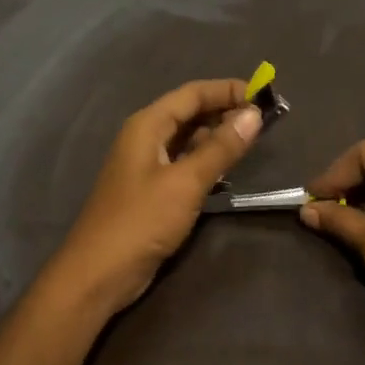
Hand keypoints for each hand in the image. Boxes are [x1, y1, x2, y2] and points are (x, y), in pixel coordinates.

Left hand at [43, 78, 262, 315]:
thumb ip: (221, 148)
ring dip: (218, 137)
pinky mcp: (152, 191)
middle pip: (190, 113)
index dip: (228, 90)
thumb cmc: (141, 221)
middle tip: (265, 120)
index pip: (193, 94)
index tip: (264, 95)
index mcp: (147, 126)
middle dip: (226, 112)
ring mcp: (147, 165)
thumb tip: (253, 114)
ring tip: (253, 141)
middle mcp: (145, 138)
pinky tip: (228, 170)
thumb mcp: (186, 182)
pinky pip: (184, 164)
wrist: (99, 273)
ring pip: (188, 139)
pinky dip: (207, 161)